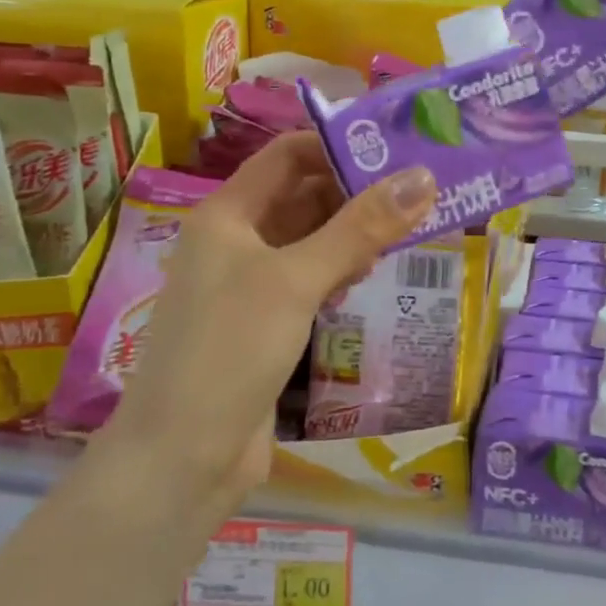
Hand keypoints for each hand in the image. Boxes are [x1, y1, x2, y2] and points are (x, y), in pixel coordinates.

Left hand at [107, 133, 434, 506]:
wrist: (183, 458)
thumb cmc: (231, 350)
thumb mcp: (297, 280)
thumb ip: (360, 227)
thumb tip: (422, 177)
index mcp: (227, 215)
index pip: (287, 156)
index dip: (337, 147)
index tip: (396, 154)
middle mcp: (236, 242)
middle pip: (302, 197)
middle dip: (355, 193)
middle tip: (418, 195)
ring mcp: (250, 285)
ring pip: (310, 241)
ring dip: (352, 234)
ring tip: (407, 233)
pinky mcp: (266, 324)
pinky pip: (310, 281)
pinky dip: (340, 272)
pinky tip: (371, 279)